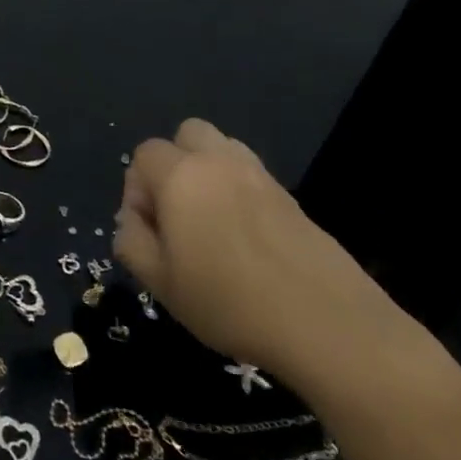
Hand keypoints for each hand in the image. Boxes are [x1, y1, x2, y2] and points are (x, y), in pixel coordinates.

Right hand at [112, 118, 403, 380]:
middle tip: (178, 213)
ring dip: (208, 172)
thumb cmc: (230, 302)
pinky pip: (251, 177)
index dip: (137, 190)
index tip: (149, 232)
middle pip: (187, 134)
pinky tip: (245, 239)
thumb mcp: (160, 282)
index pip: (144, 155)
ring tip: (211, 222)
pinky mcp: (292, 198)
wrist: (329, 325)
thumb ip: (131, 242)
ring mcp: (260, 177)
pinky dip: (239, 193)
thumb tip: (133, 221)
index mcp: (181, 176)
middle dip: (174, 164)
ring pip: (223, 150)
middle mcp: (219, 162)